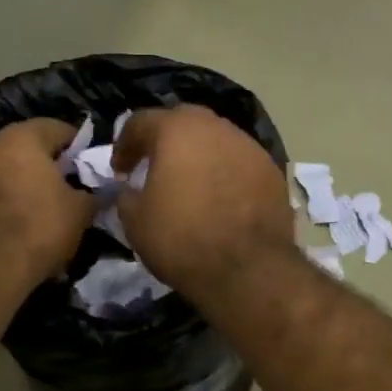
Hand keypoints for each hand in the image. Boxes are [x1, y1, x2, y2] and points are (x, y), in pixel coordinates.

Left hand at [0, 119, 96, 283]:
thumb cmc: (39, 227)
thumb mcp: (80, 211)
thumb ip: (94, 194)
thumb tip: (104, 192)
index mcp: (21, 137)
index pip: (58, 128)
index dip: (79, 146)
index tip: (91, 166)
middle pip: (27, 148)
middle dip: (49, 165)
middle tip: (70, 187)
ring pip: (5, 169)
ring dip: (23, 183)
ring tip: (44, 208)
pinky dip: (4, 201)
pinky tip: (19, 223)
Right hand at [111, 106, 293, 295]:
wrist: (248, 268)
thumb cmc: (182, 239)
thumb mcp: (135, 221)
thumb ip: (126, 195)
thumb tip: (130, 189)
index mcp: (176, 130)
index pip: (140, 122)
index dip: (124, 145)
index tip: (119, 171)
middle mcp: (215, 127)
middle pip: (182, 122)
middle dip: (164, 140)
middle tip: (153, 166)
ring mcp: (249, 146)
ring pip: (215, 139)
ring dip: (198, 154)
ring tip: (189, 182)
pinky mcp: (271, 170)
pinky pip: (238, 162)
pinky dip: (224, 172)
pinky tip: (220, 198)